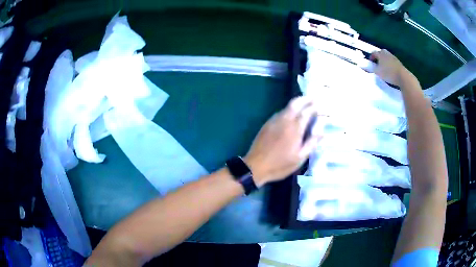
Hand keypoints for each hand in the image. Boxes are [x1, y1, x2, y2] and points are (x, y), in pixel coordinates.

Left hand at [244, 96, 319, 186]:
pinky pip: (280, 113)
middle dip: (305, 99)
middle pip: (295, 103)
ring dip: (297, 103)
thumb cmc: (280, 165)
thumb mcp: (299, 158)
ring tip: (304, 105)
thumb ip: (311, 143)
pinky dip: (288, 110)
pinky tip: (291, 116)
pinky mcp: (267, 124)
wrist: (255, 166)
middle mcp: (284, 120)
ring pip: (287, 107)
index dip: (314, 107)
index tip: (320, 106)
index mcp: (294, 128)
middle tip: (313, 98)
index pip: (306, 112)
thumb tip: (321, 132)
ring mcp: (274, 121)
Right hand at [370, 49, 409, 86]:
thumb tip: (365, 67)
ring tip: (384, 67)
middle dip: (378, 57)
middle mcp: (386, 53)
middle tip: (377, 63)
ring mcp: (393, 57)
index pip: (373, 53)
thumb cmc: (388, 73)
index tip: (370, 63)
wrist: (402, 76)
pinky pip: (392, 61)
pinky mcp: (398, 62)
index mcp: (380, 54)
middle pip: (381, 52)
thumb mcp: (377, 72)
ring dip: (384, 60)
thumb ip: (371, 69)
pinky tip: (390, 70)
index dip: (371, 57)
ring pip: (387, 56)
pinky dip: (390, 64)